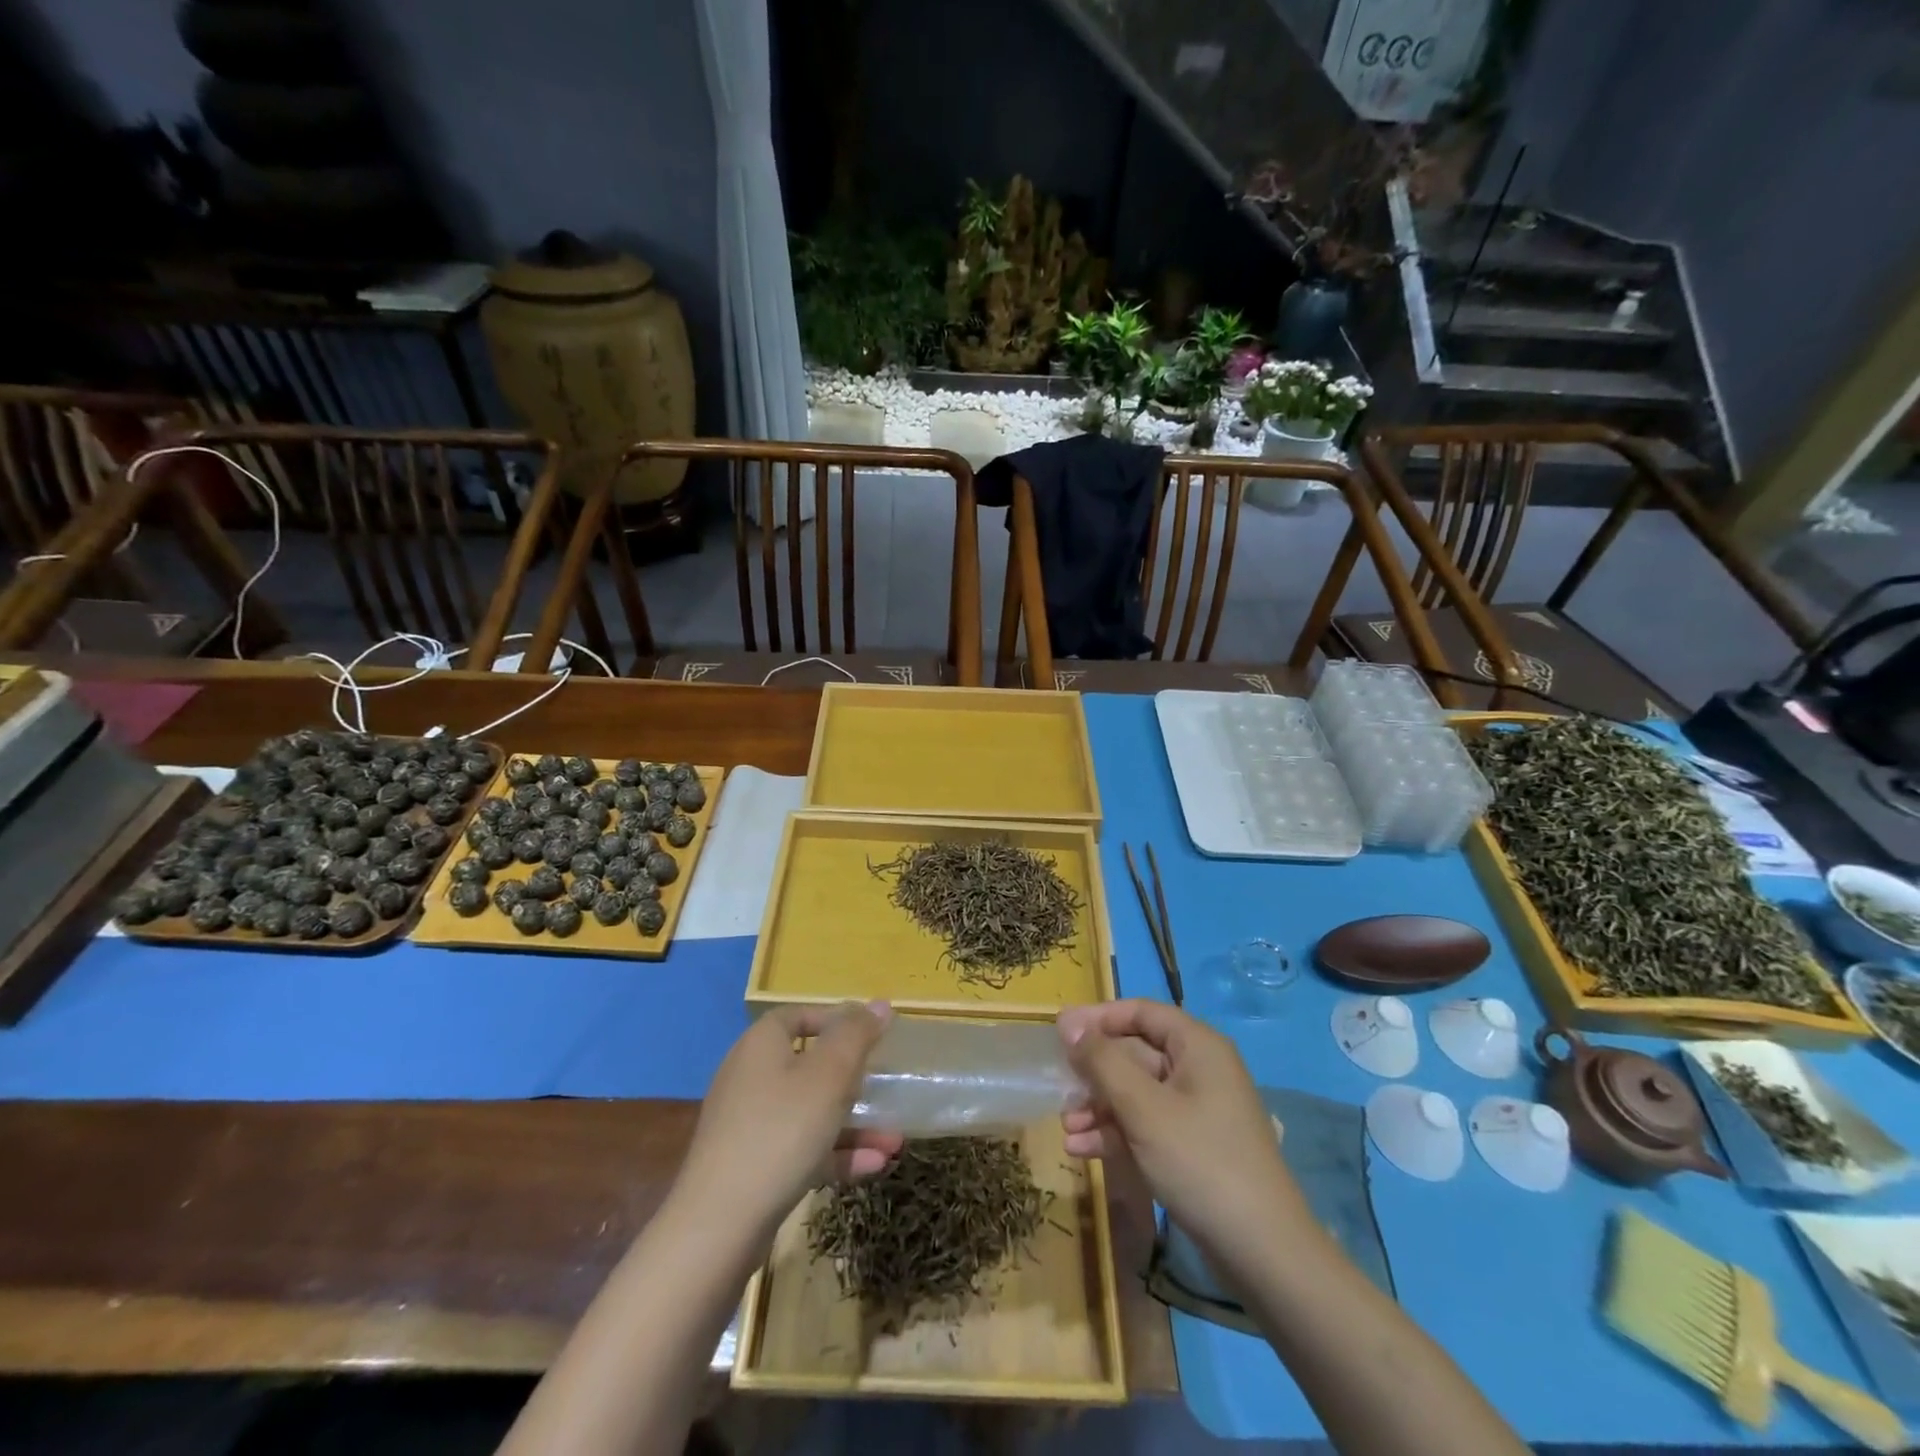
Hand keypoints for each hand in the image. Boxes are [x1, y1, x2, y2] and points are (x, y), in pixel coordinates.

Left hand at [675, 1002, 903, 1239]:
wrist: (719, 1225)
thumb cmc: (781, 1130)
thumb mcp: (829, 1074)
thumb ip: (857, 1035)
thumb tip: (878, 1004)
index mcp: (761, 1044)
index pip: (798, 1015)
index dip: (835, 1019)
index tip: (870, 1034)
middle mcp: (750, 1076)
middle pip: (807, 1065)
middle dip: (853, 1079)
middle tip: (884, 1087)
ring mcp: (748, 1124)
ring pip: (809, 1111)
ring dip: (853, 1123)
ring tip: (894, 1140)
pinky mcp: (751, 1166)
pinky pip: (800, 1147)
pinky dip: (834, 1153)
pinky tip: (873, 1166)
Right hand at [1058, 1000, 1306, 1278]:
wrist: (1264, 1254)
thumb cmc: (1200, 1162)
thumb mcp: (1143, 1108)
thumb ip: (1103, 1062)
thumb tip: (1069, 1024)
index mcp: (1197, 1046)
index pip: (1141, 1012)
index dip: (1099, 1018)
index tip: (1060, 1033)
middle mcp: (1200, 1069)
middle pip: (1136, 1053)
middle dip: (1095, 1071)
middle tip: (1058, 1087)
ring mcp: (1199, 1111)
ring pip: (1138, 1093)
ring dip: (1100, 1107)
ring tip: (1065, 1127)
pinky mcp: (1194, 1147)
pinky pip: (1147, 1125)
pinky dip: (1116, 1132)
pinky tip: (1082, 1150)